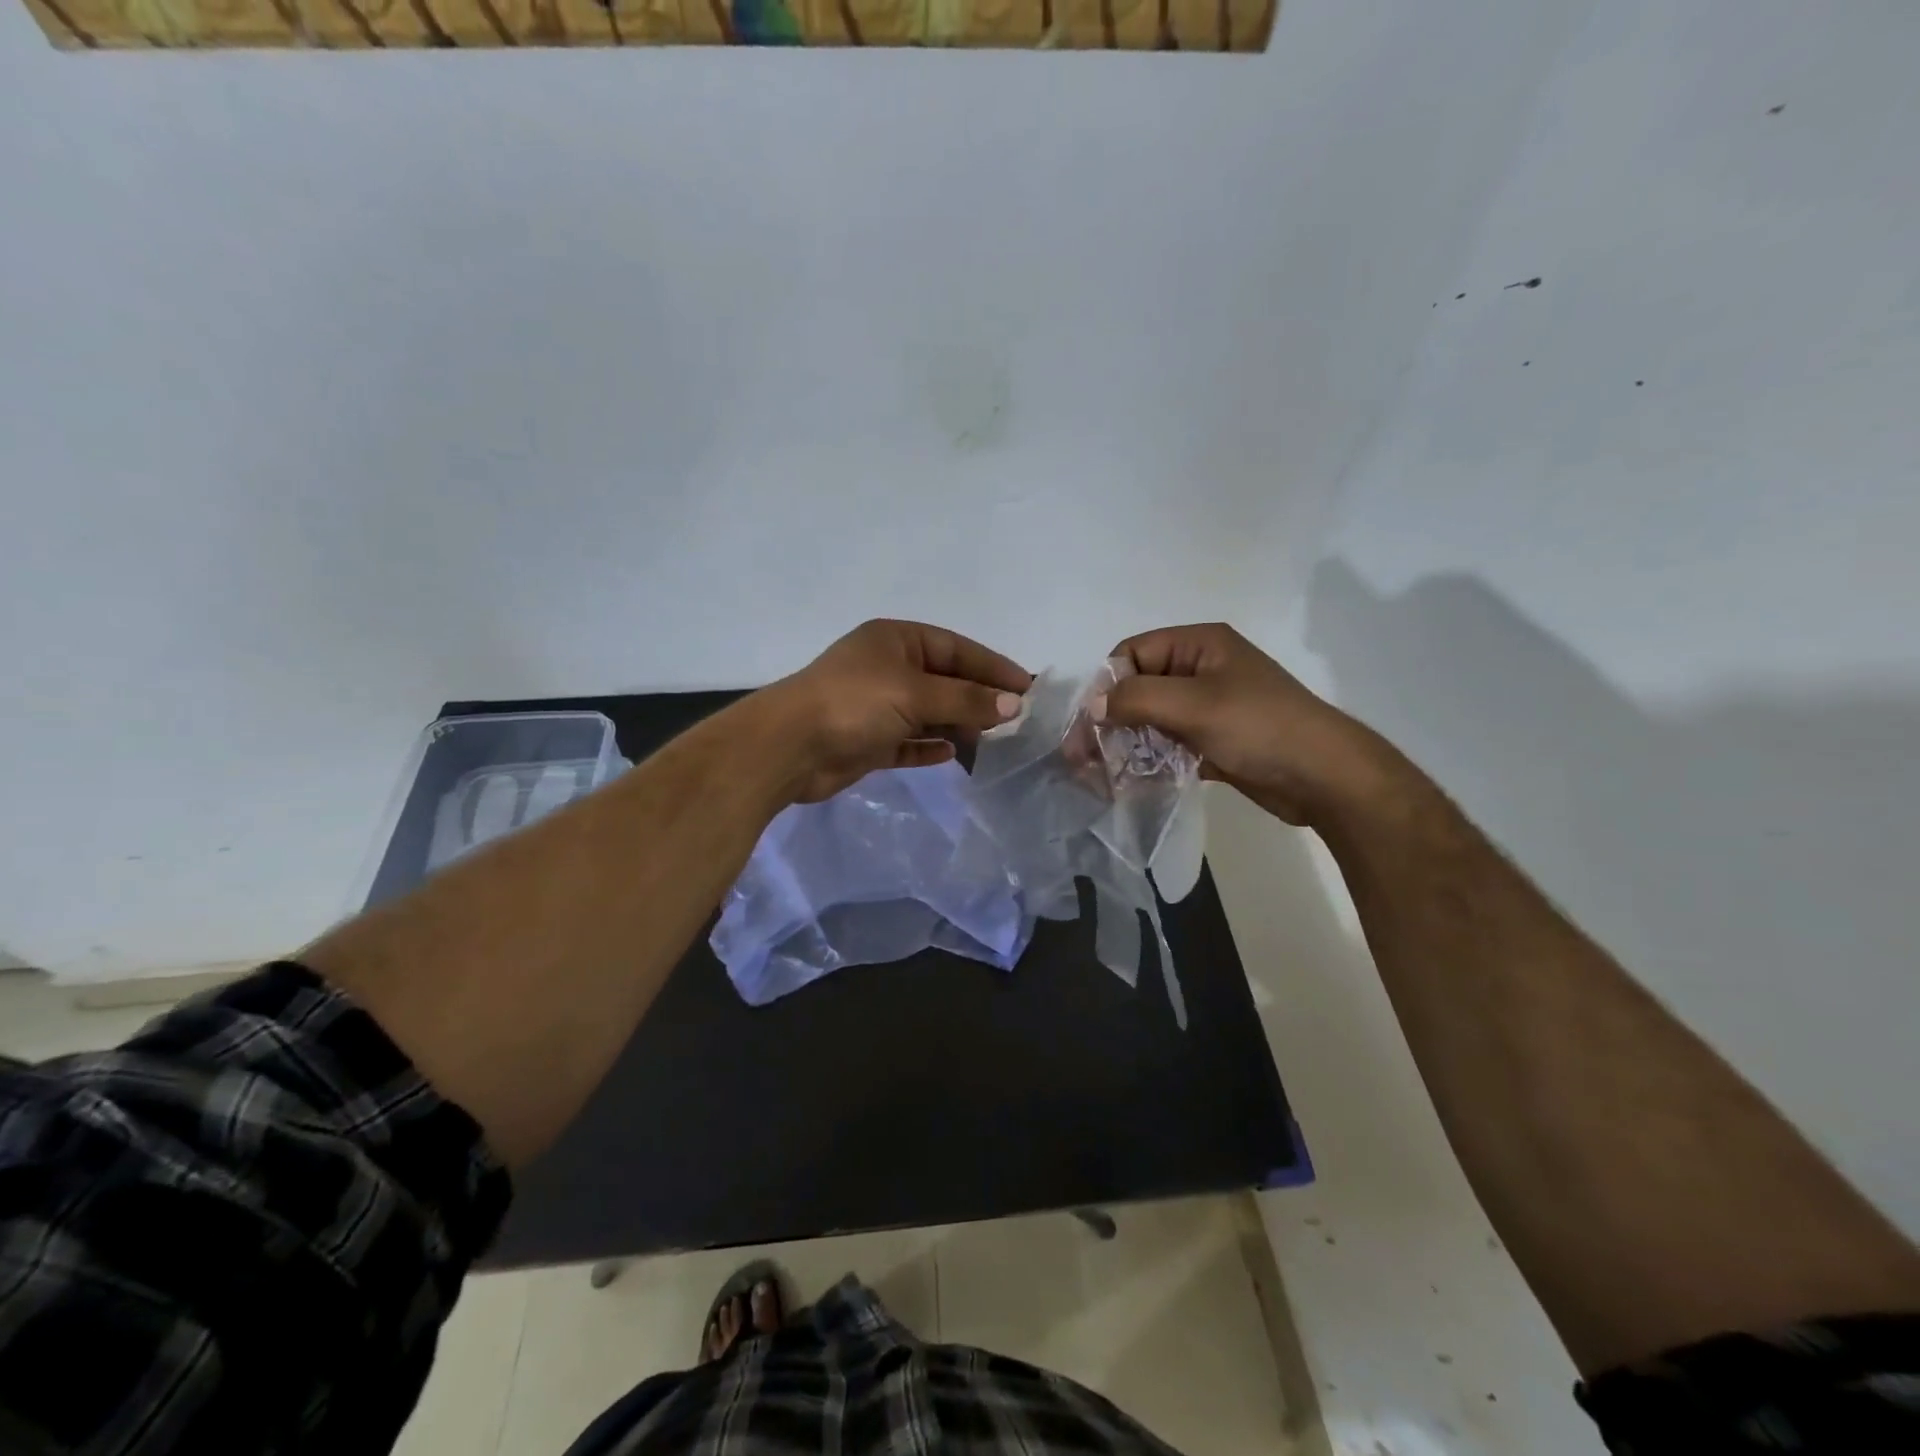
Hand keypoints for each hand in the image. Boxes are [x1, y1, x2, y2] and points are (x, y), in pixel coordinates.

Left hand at [770, 619, 1031, 802]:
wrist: (789, 747)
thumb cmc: (855, 704)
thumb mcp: (915, 694)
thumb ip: (966, 700)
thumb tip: (1013, 705)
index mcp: (896, 641)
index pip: (956, 649)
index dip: (992, 667)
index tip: (1027, 687)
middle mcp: (887, 668)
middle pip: (944, 681)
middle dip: (977, 699)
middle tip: (1015, 721)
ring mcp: (876, 706)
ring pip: (928, 714)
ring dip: (957, 726)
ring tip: (992, 743)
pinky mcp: (867, 740)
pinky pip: (908, 741)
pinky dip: (929, 747)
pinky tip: (953, 756)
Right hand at [1100, 623, 1400, 826]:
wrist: (1324, 778)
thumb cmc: (1259, 728)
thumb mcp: (1195, 705)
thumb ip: (1137, 699)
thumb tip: (1095, 705)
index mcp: (1200, 645)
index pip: (1133, 653)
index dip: (1108, 684)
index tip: (1090, 723)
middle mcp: (1201, 670)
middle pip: (1139, 687)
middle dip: (1110, 719)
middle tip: (1082, 756)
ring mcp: (1208, 707)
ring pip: (1150, 718)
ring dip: (1125, 743)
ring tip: (1100, 774)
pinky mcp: (1213, 740)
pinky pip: (1168, 743)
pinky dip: (1148, 759)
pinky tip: (1129, 781)